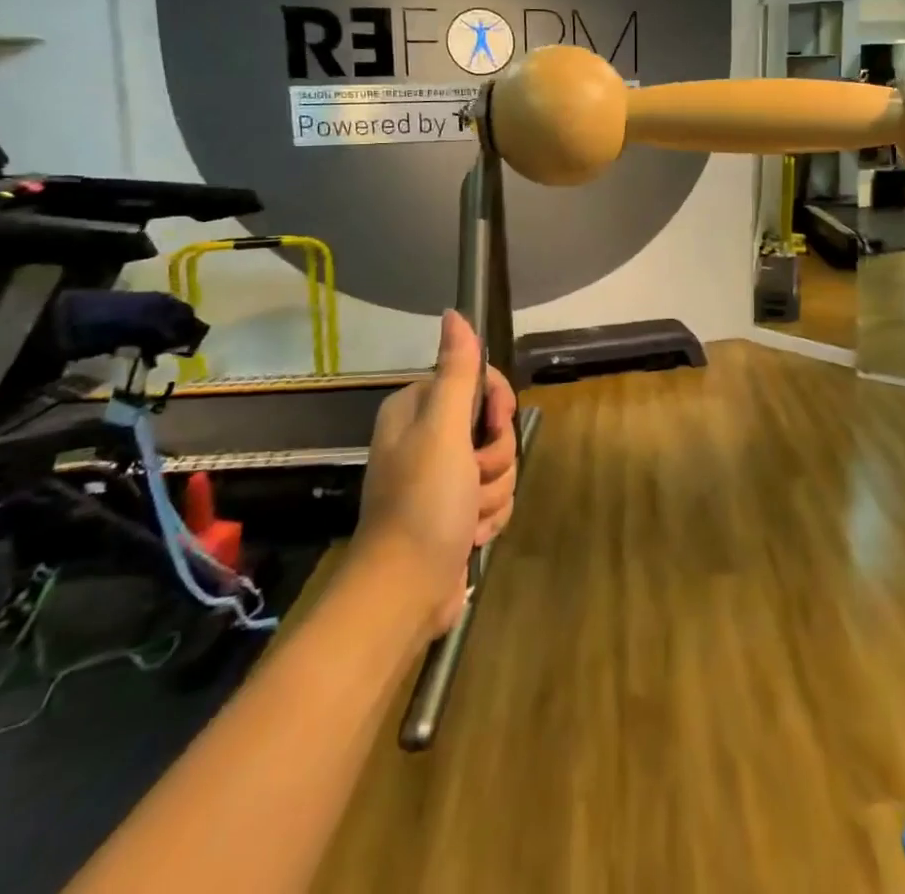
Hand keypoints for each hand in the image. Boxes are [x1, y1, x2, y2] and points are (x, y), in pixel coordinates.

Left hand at [357, 312, 518, 636]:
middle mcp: (428, 437)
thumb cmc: (423, 502)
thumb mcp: (444, 429)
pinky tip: (471, 535)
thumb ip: (457, 372)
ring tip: (468, 516)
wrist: (406, 591)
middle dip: (495, 457)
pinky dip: (490, 516)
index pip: (478, 380)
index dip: (496, 402)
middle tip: (472, 477)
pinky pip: (495, 496)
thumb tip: (454, 314)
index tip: (493, 423)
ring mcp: (443, 477)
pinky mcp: (456, 511)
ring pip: (499, 464)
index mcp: (418, 410)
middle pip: (493, 425)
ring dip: (494, 491)